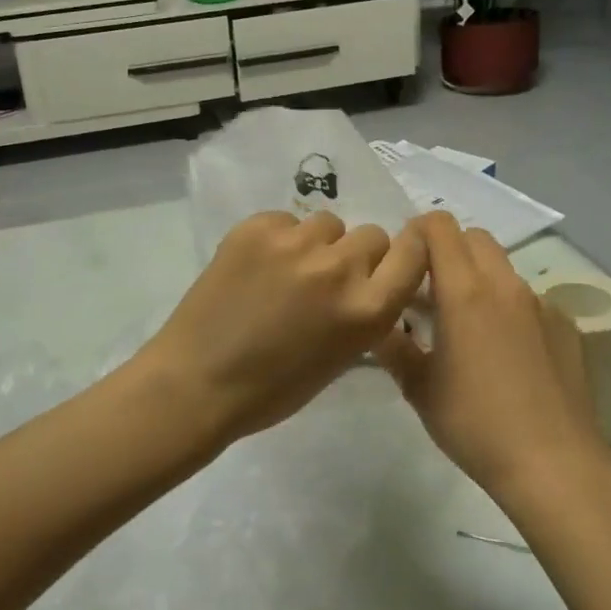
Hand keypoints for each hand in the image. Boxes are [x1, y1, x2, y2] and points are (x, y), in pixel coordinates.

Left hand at [137, 210, 427, 447]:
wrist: (198, 382)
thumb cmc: (272, 389)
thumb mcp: (340, 359)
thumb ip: (364, 314)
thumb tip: (369, 284)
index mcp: (368, 310)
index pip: (413, 253)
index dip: (408, 250)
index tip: (393, 257)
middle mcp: (339, 268)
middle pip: (371, 235)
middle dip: (356, 255)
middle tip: (326, 280)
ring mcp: (295, 243)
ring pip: (327, 223)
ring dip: (317, 244)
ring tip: (286, 272)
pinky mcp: (255, 228)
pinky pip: (285, 220)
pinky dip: (278, 239)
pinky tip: (255, 267)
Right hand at [373, 213, 610, 497]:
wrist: (554, 464)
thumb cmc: (475, 424)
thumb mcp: (418, 388)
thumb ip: (392, 346)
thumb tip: (376, 323)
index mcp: (465, 292)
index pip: (439, 226)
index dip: (416, 233)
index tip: (404, 264)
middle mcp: (506, 285)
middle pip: (474, 237)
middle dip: (447, 250)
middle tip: (430, 291)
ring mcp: (541, 304)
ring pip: (502, 267)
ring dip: (478, 278)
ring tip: (465, 325)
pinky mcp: (566, 326)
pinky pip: (528, 298)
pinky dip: (507, 307)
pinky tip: (505, 352)